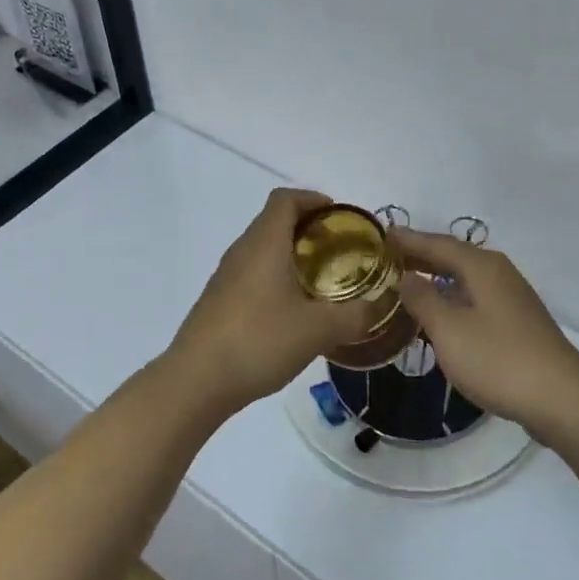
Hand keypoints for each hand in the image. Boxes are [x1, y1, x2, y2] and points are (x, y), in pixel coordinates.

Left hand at [167, 189, 382, 412]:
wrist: (196, 380)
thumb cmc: (259, 340)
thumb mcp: (318, 329)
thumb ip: (355, 316)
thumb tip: (381, 307)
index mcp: (265, 242)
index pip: (286, 199)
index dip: (314, 199)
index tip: (340, 218)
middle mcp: (242, 250)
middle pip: (275, 221)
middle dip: (309, 230)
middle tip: (340, 253)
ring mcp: (226, 276)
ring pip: (263, 250)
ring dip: (292, 256)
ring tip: (322, 283)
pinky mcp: (218, 300)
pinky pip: (252, 274)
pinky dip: (276, 278)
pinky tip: (293, 311)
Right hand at [392, 228, 578, 438]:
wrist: (562, 400)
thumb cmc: (499, 359)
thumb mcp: (449, 329)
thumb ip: (423, 299)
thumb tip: (406, 276)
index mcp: (482, 267)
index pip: (437, 243)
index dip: (408, 239)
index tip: (381, 234)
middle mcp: (499, 274)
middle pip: (453, 257)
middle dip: (421, 256)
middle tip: (387, 258)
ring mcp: (511, 299)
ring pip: (465, 279)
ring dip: (436, 278)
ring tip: (406, 283)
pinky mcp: (517, 324)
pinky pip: (475, 299)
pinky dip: (452, 299)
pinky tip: (440, 316)